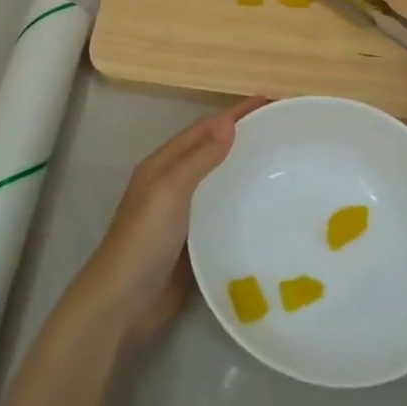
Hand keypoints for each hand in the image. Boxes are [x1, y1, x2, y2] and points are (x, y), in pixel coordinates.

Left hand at [68, 97, 267, 342]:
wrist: (123, 304)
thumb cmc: (144, 241)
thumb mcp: (169, 191)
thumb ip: (198, 158)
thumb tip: (229, 122)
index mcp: (163, 164)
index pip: (204, 128)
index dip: (235, 113)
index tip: (270, 101)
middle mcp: (172, 183)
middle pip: (211, 150)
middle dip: (242, 135)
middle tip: (283, 130)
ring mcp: (182, 214)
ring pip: (217, 180)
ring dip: (243, 168)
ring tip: (282, 164)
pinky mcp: (193, 242)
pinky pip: (221, 213)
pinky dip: (241, 203)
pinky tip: (265, 209)